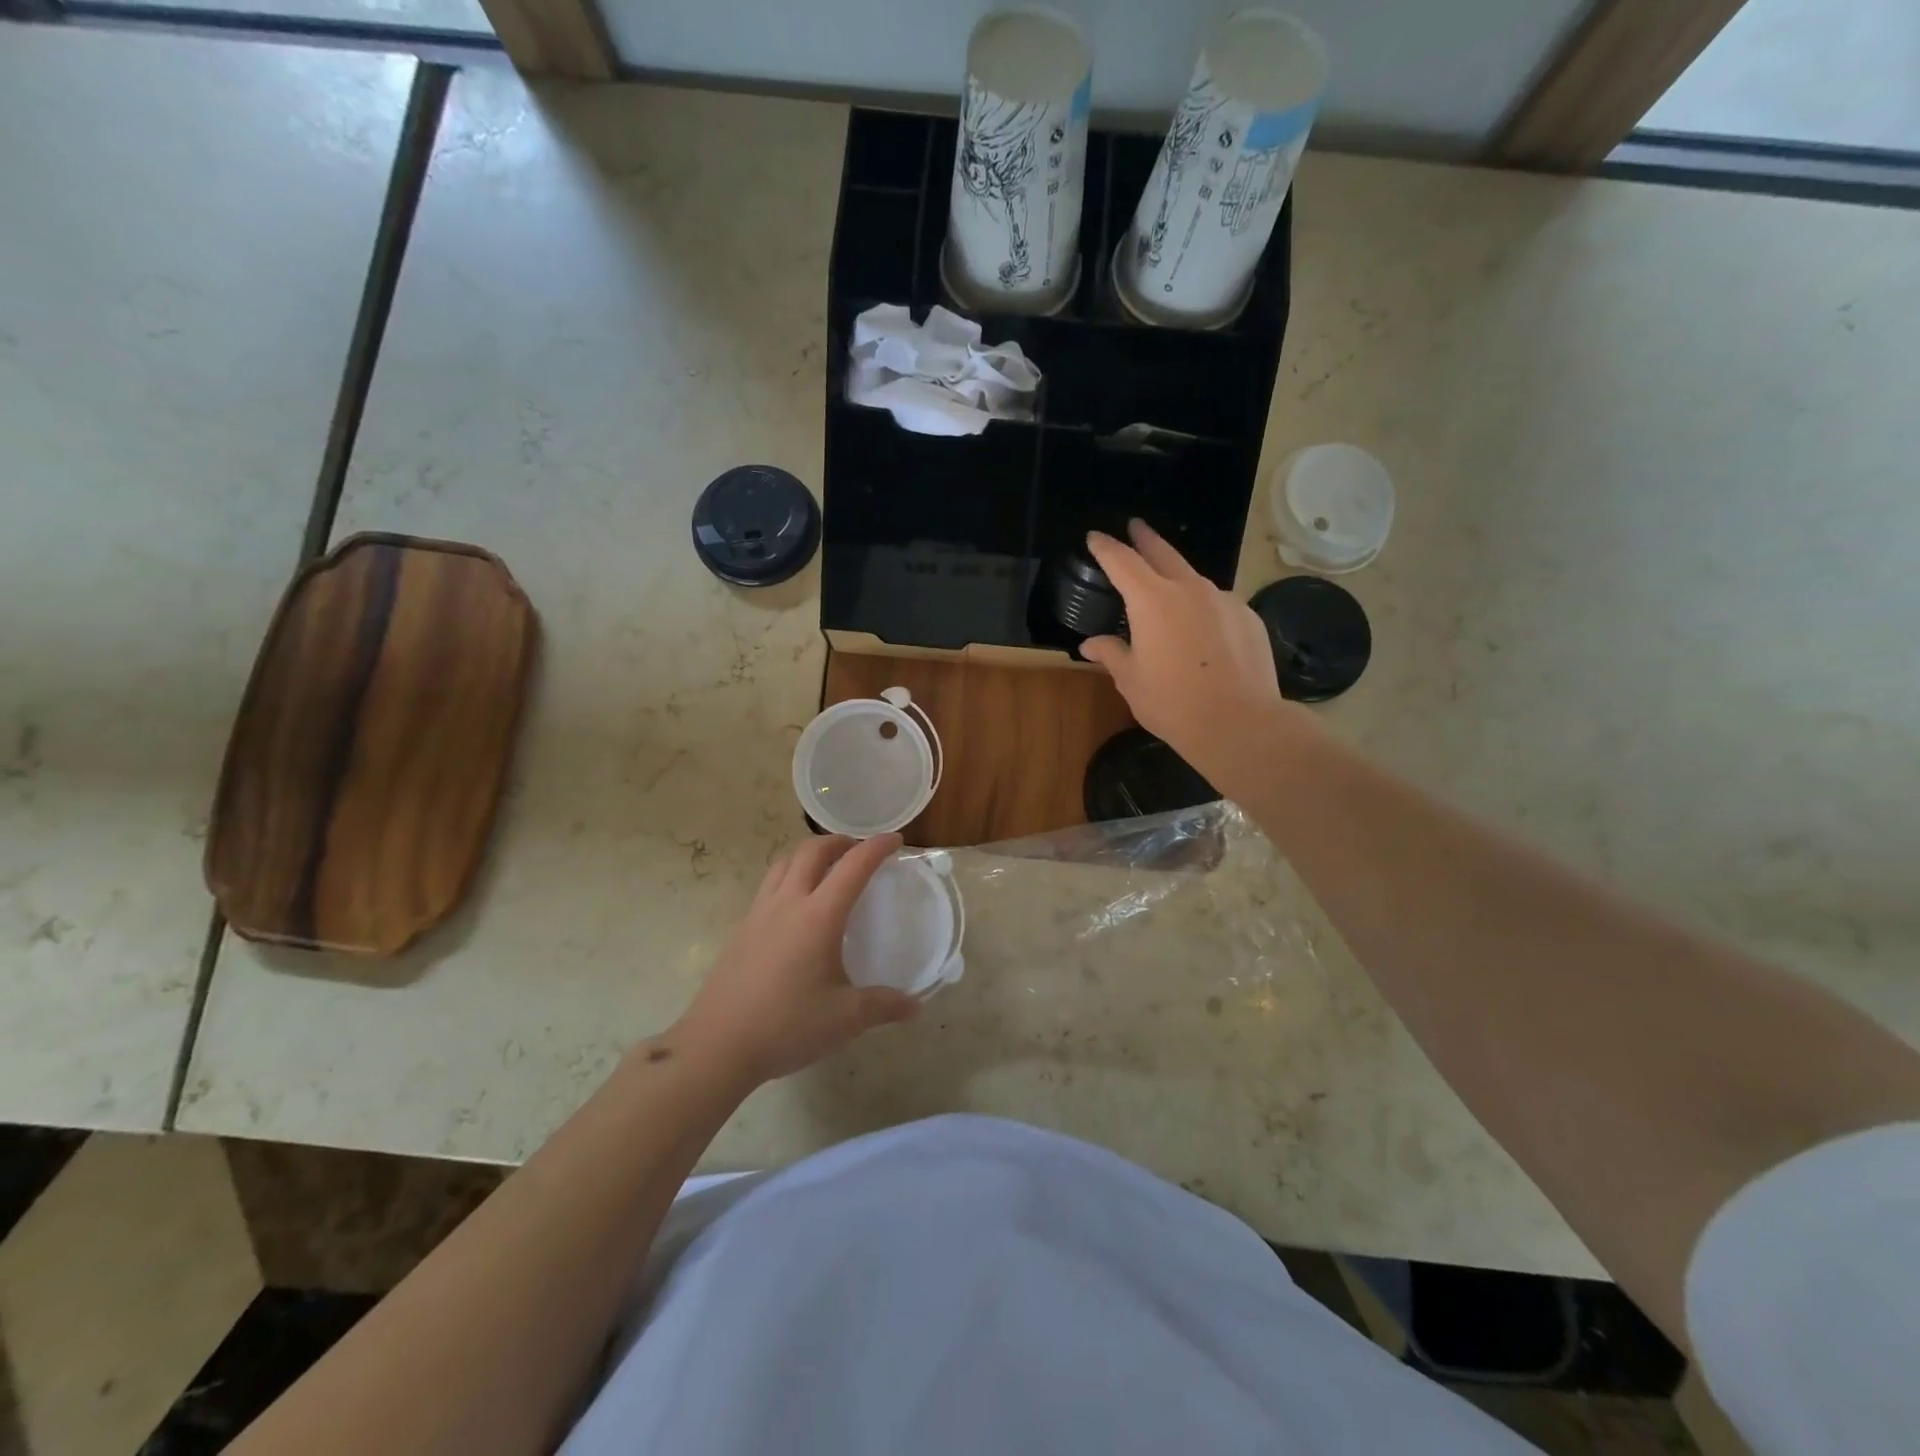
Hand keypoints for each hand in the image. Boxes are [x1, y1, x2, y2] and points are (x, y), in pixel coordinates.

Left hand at [672, 833, 920, 1085]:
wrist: (717, 1045)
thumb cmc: (786, 1026)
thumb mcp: (845, 1019)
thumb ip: (884, 1006)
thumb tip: (915, 1006)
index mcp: (819, 916)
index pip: (853, 866)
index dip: (877, 847)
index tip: (895, 840)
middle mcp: (788, 903)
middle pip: (812, 851)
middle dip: (839, 841)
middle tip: (859, 849)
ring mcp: (759, 913)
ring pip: (784, 862)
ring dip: (809, 853)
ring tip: (826, 865)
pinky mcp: (741, 929)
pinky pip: (769, 884)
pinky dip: (789, 875)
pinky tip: (796, 904)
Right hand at [1081, 521, 1292, 774]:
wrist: (1240, 722)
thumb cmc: (1173, 702)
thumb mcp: (1131, 680)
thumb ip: (1111, 654)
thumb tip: (1090, 645)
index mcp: (1152, 601)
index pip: (1122, 561)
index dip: (1106, 547)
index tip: (1095, 536)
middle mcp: (1190, 589)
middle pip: (1163, 553)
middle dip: (1145, 538)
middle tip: (1135, 526)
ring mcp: (1224, 600)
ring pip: (1194, 580)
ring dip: (1177, 578)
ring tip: (1169, 590)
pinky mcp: (1249, 617)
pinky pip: (1219, 604)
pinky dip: (1204, 608)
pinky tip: (1202, 632)